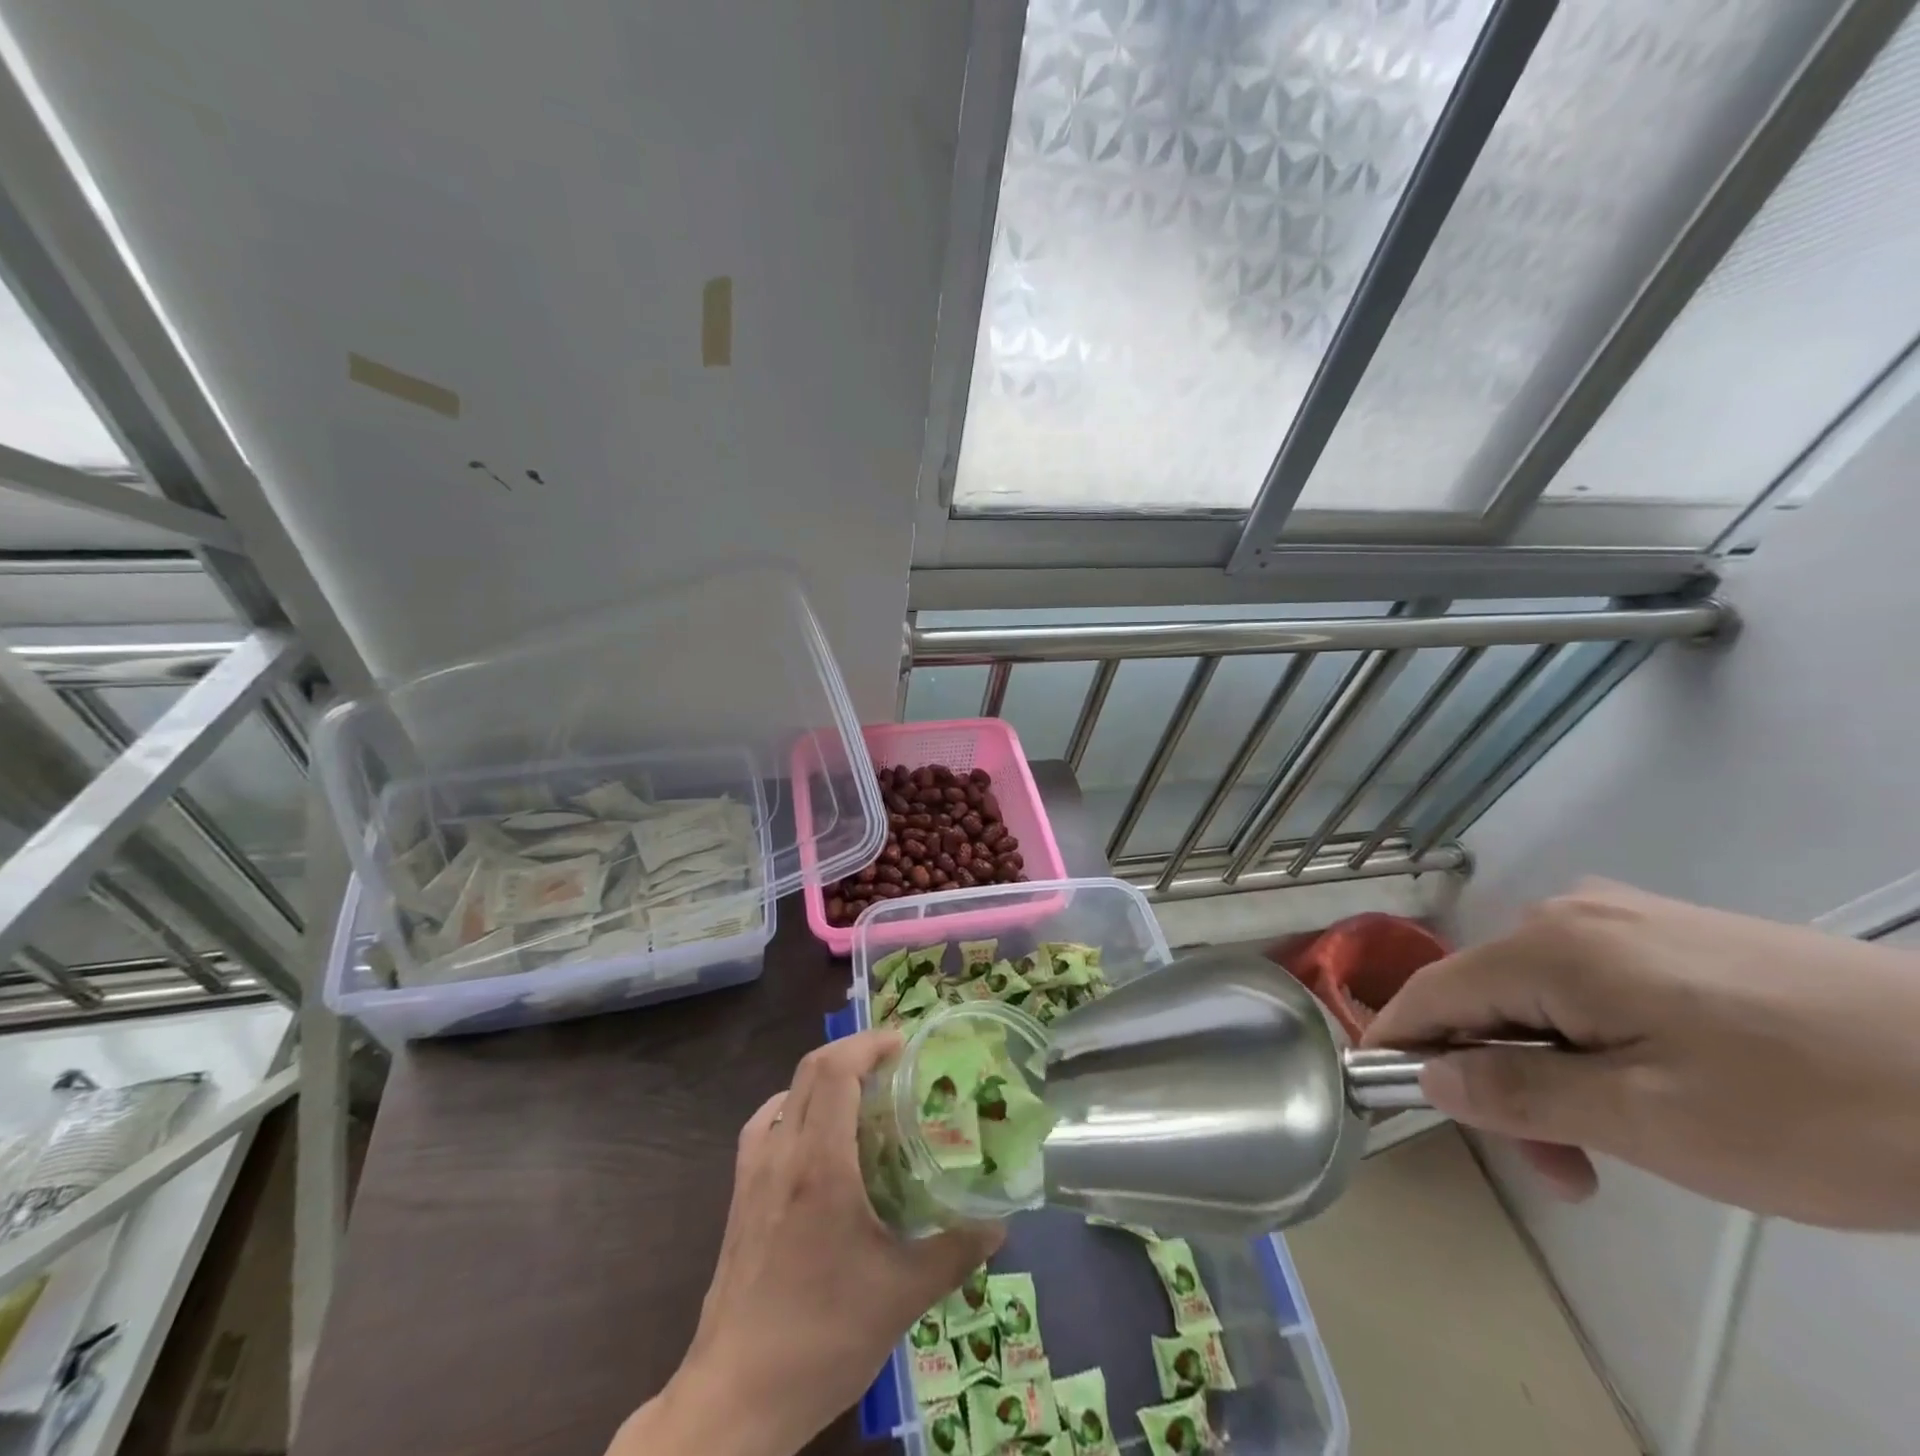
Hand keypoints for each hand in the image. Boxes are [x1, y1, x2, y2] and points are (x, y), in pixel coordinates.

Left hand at [616, 1030, 1002, 1455]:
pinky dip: (792, 1108)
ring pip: (786, 1094)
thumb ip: (955, 1253)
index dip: (870, 1044)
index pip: (837, 1071)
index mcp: (820, 1164)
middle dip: (853, 1051)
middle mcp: (782, 1153)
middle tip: (894, 1064)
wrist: (735, 1398)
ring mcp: (753, 1174)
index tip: (905, 1045)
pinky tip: (812, 1136)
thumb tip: (999, 1224)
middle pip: (811, 1070)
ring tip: (861, 1094)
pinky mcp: (738, 1198)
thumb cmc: (822, 1337)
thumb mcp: (902, 1296)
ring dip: (823, 1077)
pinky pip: (764, 1127)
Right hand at [1363, 880, 1919, 1228]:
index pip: (1434, 991)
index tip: (1381, 1093)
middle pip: (1489, 998)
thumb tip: (1431, 1077)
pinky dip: (1591, 1044)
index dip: (1398, 1041)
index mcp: (1548, 946)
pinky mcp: (1672, 935)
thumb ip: (1520, 1095)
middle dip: (1499, 1079)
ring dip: (1550, 1070)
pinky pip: (1590, 986)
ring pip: (1540, 997)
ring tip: (1613, 1149)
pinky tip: (1650, 1091)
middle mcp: (1568, 913)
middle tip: (1556, 1169)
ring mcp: (1624, 917)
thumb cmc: (1810, 1108)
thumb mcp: (1649, 1121)